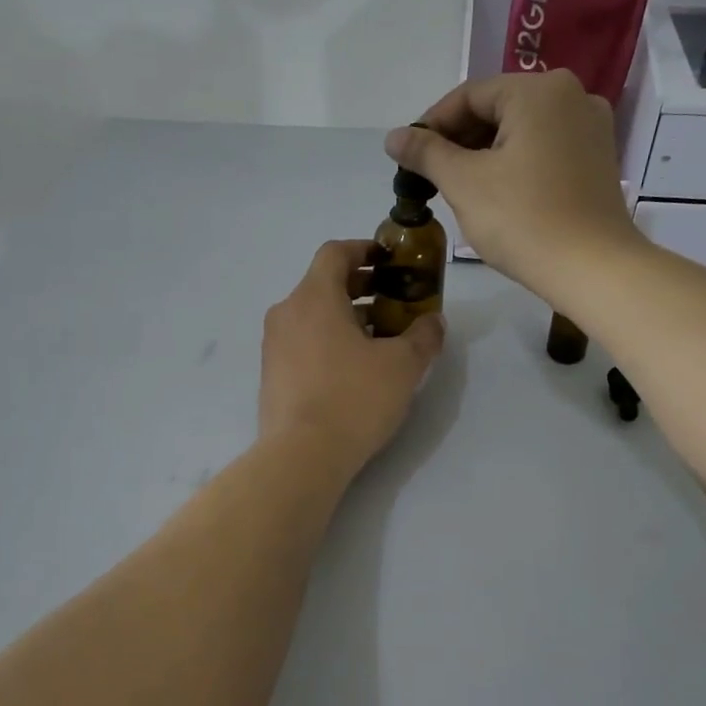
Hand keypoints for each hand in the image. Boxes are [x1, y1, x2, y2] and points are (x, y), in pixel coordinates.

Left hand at [259, 240, 444, 472]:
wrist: (301, 456)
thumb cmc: (354, 398)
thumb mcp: (403, 365)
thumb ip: (423, 336)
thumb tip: (433, 321)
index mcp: (314, 297)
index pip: (334, 252)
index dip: (363, 249)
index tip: (388, 260)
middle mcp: (287, 313)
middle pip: (323, 284)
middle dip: (361, 287)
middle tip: (393, 300)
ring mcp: (274, 345)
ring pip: (312, 315)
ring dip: (346, 316)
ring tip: (380, 338)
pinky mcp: (272, 374)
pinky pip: (303, 342)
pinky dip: (328, 340)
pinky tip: (354, 368)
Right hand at [384, 71, 641, 299]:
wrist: (593, 268)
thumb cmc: (523, 219)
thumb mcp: (464, 183)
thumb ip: (426, 153)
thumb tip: (393, 136)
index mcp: (538, 91)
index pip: (469, 96)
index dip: (431, 125)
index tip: (408, 158)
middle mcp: (571, 95)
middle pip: (497, 109)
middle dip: (458, 141)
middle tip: (430, 176)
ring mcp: (590, 127)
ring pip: (521, 130)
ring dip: (484, 154)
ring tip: (457, 188)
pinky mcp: (598, 158)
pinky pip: (544, 147)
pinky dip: (514, 163)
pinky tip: (496, 193)